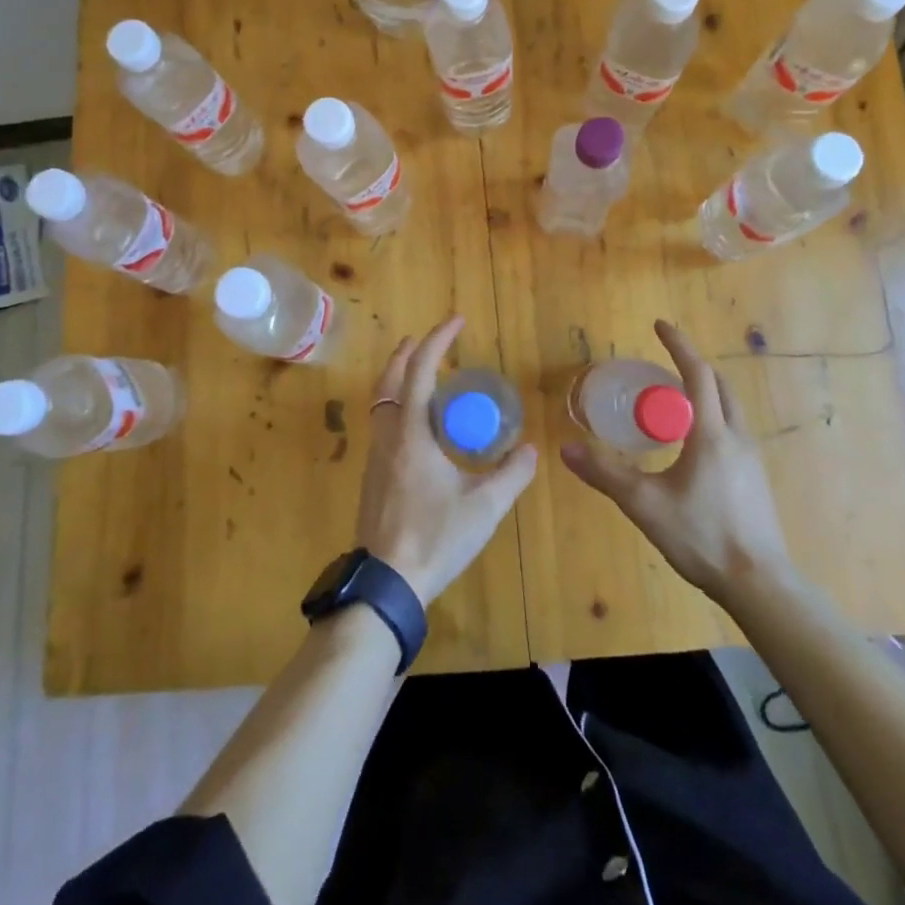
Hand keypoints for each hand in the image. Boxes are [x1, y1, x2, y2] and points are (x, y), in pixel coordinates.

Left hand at [356, 315, 537, 605]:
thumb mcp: (484, 508)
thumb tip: (532, 451)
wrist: (386, 583)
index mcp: (410, 433)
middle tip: (427, 340)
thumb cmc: (435, 537)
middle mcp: (387, 436)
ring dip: (399, 379)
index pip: (420, 371)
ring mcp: (375, 457)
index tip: (456, 321)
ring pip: (381, 402)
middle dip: (407, 353)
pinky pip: (383, 424)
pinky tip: (417, 425)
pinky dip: (397, 405)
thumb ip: (511, 476)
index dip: (437, 341)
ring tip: (422, 375)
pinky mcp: (372, 477)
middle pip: (390, 380)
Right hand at [560, 319, 792, 599]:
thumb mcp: (645, 504)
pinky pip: (733, 431)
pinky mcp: (756, 479)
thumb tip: (567, 448)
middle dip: (693, 367)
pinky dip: (712, 418)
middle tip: (662, 365)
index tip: (660, 325)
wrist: (760, 584)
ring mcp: (752, 459)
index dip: (678, 345)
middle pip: (720, 385)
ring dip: (705, 393)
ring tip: (673, 401)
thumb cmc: (702, 536)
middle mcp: (736, 437)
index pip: (697, 374)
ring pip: (730, 408)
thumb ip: (605, 474)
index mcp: (711, 434)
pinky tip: (691, 445)